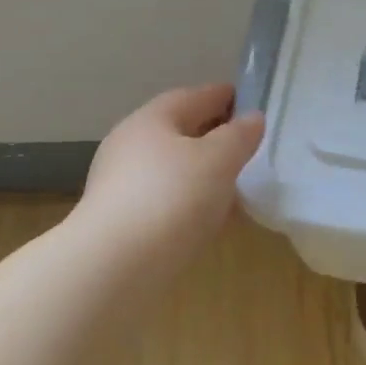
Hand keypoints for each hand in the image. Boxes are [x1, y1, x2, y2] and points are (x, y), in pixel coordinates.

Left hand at [72, 84, 265, 277]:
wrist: (113, 268)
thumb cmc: (171, 198)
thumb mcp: (218, 160)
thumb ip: (239, 136)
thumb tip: (252, 118)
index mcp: (151, 119)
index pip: (193, 97)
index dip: (224, 96)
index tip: (249, 102)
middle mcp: (129, 145)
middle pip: (178, 132)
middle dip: (212, 137)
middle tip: (246, 146)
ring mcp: (120, 185)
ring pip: (171, 169)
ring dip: (202, 174)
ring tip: (235, 187)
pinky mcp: (119, 222)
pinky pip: (164, 201)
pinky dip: (189, 203)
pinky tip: (210, 220)